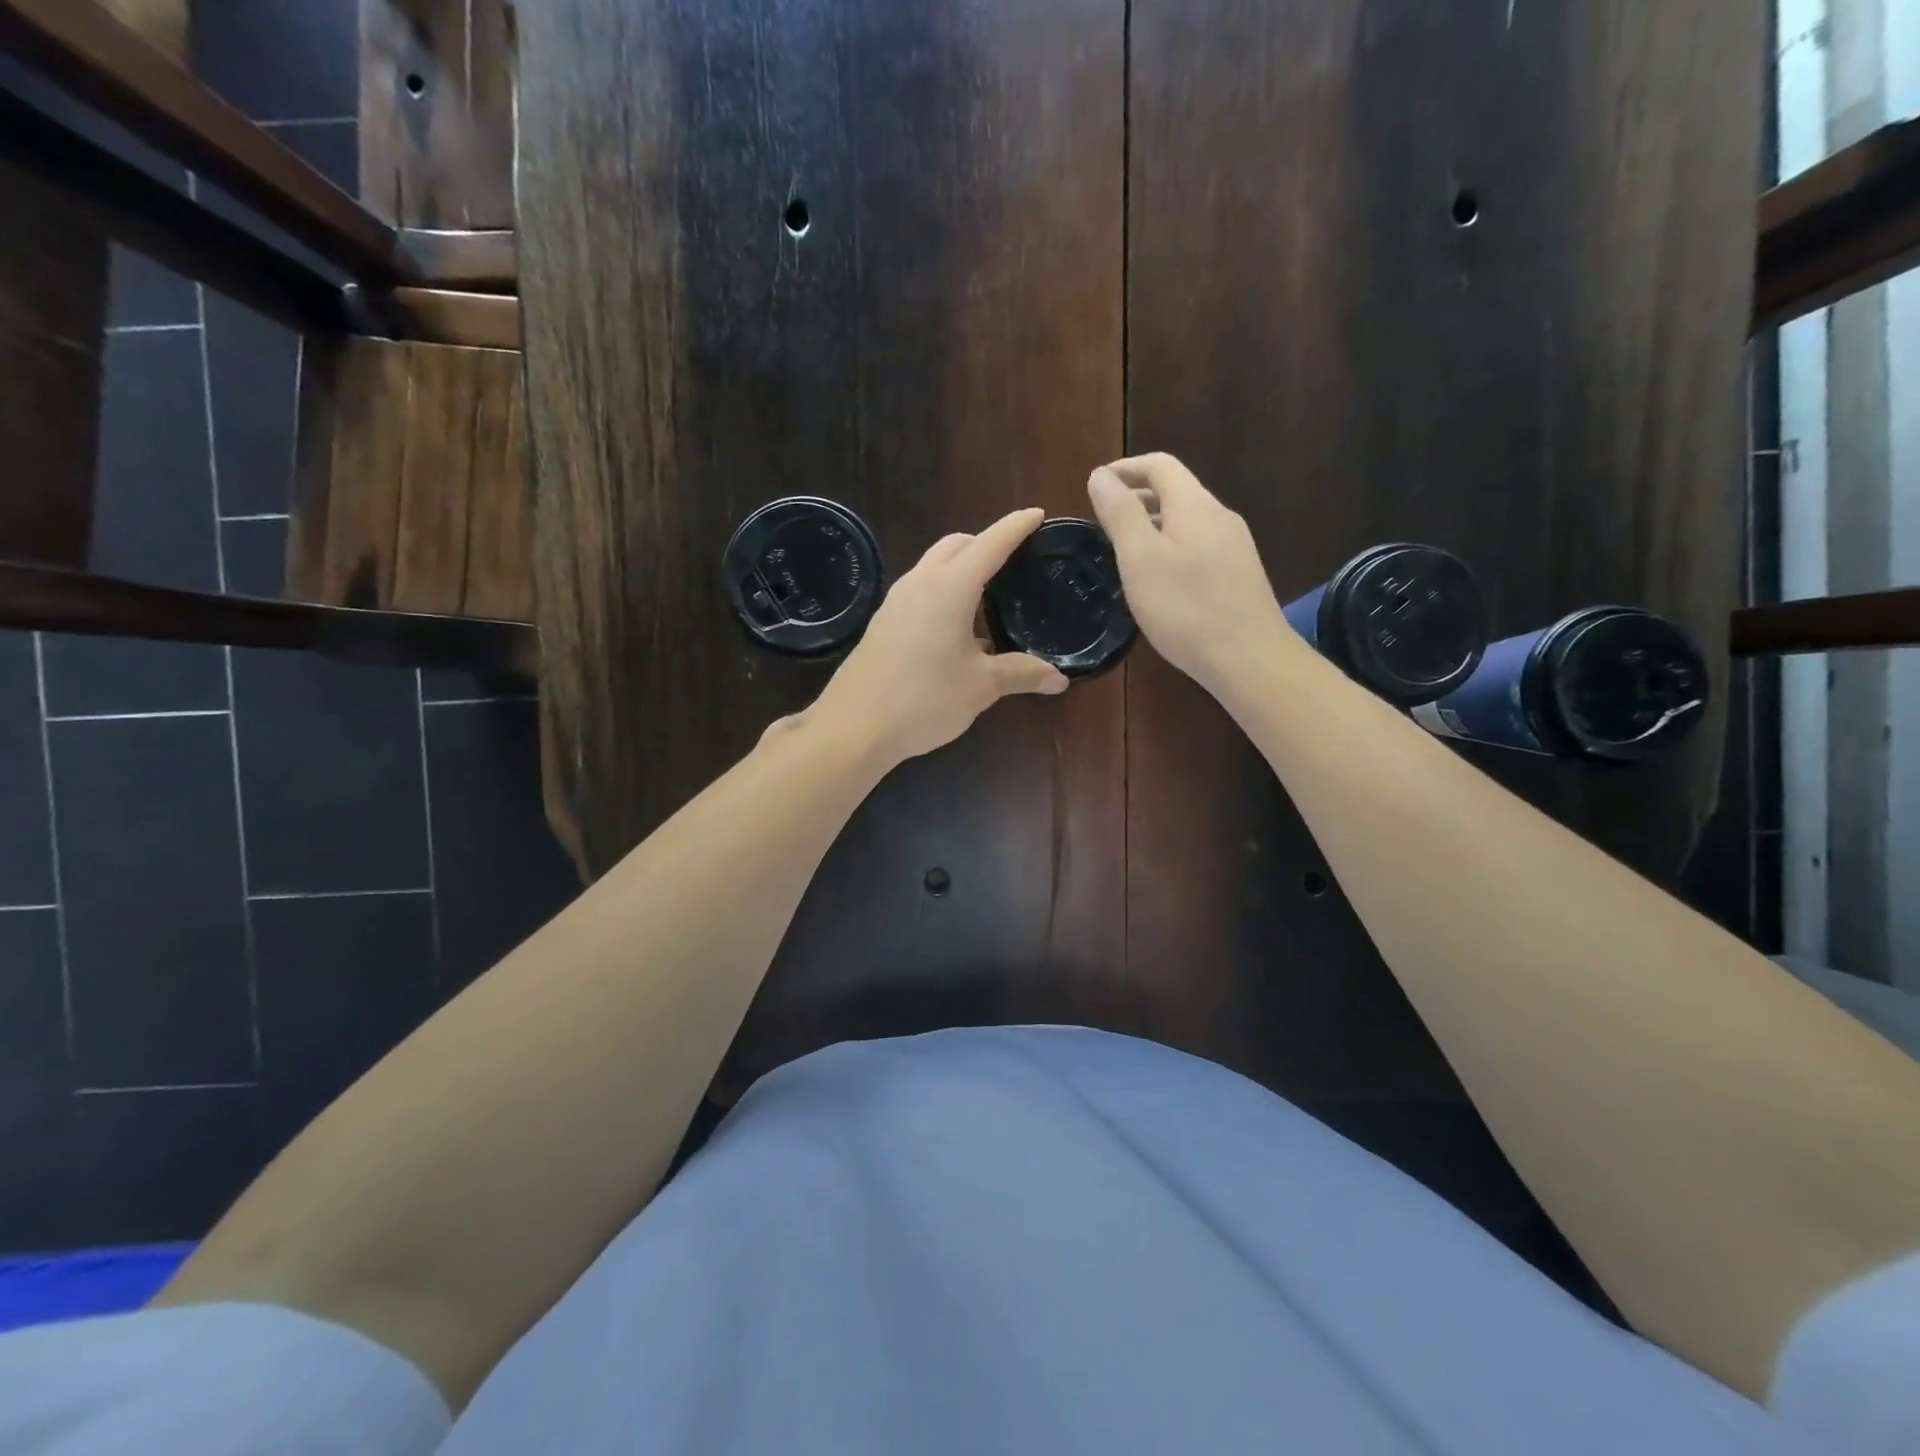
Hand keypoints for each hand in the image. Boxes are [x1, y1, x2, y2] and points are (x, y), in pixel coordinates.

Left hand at [808, 508, 1069, 764]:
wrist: (855, 726)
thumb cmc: (924, 699)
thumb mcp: (981, 687)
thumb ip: (1021, 674)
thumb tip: (1059, 679)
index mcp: (950, 587)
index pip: (990, 543)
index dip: (1016, 527)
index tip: (1037, 514)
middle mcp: (920, 583)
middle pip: (956, 545)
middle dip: (985, 542)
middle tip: (1013, 559)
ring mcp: (896, 601)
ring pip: (933, 566)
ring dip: (960, 566)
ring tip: (987, 593)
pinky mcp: (883, 622)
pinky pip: (919, 590)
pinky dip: (943, 590)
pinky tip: (956, 626)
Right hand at [1088, 454, 1297, 690]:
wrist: (1249, 658)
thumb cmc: (1186, 608)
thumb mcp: (1140, 559)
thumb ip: (1120, 514)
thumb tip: (1100, 475)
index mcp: (1194, 506)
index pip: (1159, 466)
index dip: (1125, 469)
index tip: (1094, 486)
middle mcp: (1219, 517)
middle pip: (1175, 491)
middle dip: (1136, 497)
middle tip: (1102, 521)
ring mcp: (1234, 547)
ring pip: (1186, 521)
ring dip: (1151, 525)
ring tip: (1122, 550)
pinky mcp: (1238, 575)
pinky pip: (1197, 546)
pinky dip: (1169, 548)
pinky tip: (1157, 580)